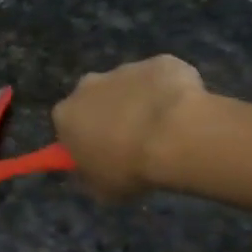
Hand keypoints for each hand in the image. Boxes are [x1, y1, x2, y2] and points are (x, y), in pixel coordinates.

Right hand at [51, 55, 212, 200]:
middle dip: (110, 114)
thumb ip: (93, 176)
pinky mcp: (160, 62)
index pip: (67, 126)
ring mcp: (125, 69)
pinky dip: (171, 92)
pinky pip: (163, 79)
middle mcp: (88, 85)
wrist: (176, 136)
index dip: (84, 139)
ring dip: (141, 103)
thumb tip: (96, 170)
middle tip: (133, 141)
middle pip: (95, 99)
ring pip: (130, 86)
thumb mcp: (102, 190)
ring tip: (165, 130)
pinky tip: (185, 113)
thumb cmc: (130, 168)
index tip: (101, 153)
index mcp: (66, 115)